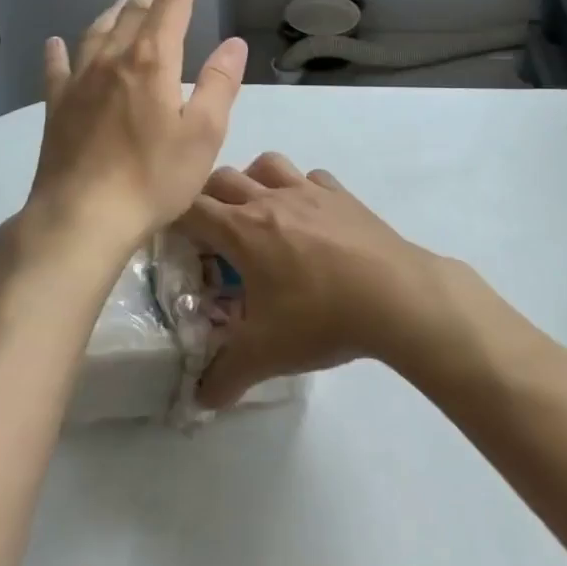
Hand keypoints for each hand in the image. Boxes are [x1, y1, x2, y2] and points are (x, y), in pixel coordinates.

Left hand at [22, 0, 246, 262]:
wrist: (82, 217)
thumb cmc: (153, 178)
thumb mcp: (203, 135)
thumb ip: (218, 84)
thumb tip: (233, 44)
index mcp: (153, 62)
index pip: (171, 4)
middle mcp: (113, 60)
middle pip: (133, 13)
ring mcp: (79, 82)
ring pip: (97, 32)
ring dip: (113, 13)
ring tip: (122, 4)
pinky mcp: (56, 107)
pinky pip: (57, 68)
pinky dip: (60, 51)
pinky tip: (56, 43)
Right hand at [174, 152, 441, 407]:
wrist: (395, 296)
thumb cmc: (321, 318)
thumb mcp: (266, 355)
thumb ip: (226, 378)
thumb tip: (200, 402)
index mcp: (242, 230)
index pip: (191, 208)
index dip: (173, 218)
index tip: (171, 237)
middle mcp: (270, 200)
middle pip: (223, 178)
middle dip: (208, 198)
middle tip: (211, 232)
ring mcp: (309, 191)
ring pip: (268, 164)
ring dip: (253, 180)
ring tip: (257, 212)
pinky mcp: (341, 195)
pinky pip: (311, 177)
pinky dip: (301, 188)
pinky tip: (308, 216)